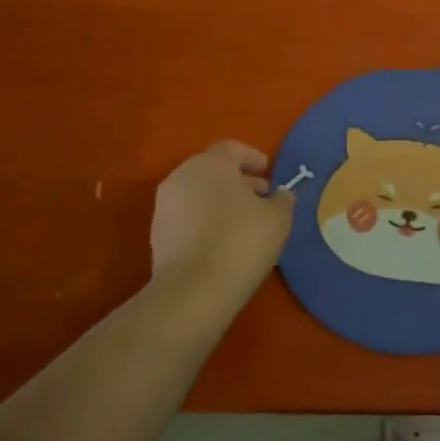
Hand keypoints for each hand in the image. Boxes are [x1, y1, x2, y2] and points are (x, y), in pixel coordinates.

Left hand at [150, 141, 293, 297]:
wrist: (193, 291)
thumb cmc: (241, 241)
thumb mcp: (277, 218)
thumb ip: (282, 199)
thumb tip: (279, 193)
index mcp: (210, 163)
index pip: (233, 148)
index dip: (254, 158)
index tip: (270, 174)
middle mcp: (182, 176)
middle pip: (213, 169)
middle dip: (239, 180)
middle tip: (262, 198)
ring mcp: (165, 205)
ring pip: (199, 192)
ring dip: (221, 201)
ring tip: (245, 222)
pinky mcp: (157, 233)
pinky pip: (188, 216)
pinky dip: (205, 219)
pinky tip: (223, 241)